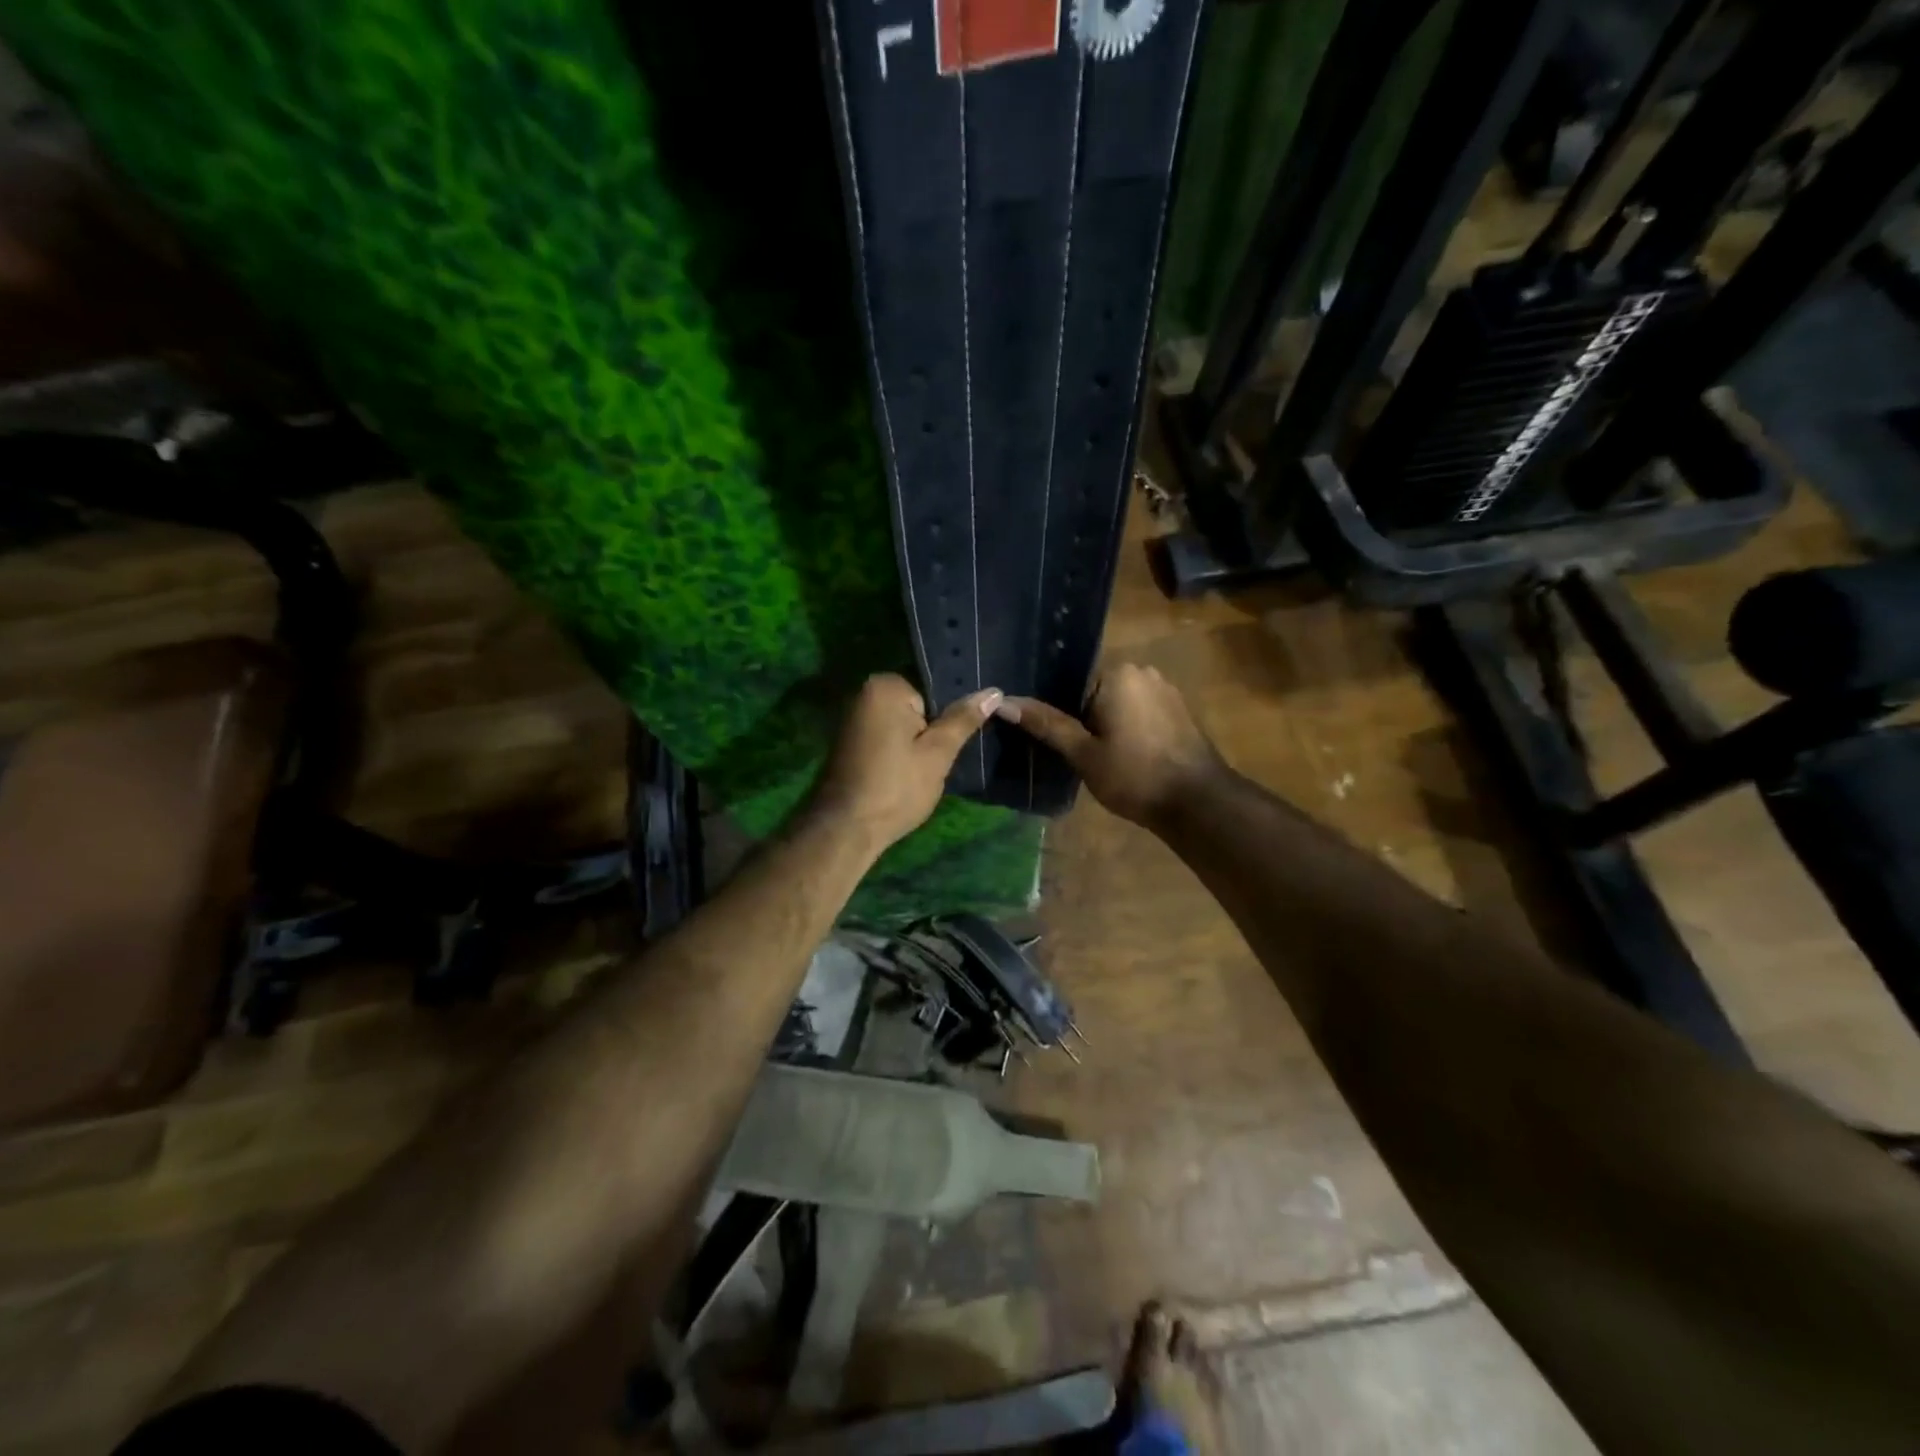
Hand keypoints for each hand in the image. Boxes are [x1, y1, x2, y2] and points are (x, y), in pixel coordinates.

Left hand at [807, 673, 1001, 852]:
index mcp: (884, 686)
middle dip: (926, 734)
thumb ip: (963, 720)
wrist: (845, 829)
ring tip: (914, 774)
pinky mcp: (846, 742)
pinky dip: (894, 754)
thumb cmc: (896, 787)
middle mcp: (862, 693)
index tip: (940, 750)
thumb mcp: (937, 754)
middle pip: (915, 709)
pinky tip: (898, 777)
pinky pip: (883, 738)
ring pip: (900, 726)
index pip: (933, 694)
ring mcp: (850, 718)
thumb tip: (993, 691)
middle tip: (930, 764)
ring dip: (911, 747)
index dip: (941, 725)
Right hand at [997, 664, 1224, 828]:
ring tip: (1091, 755)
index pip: (1071, 680)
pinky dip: (1126, 727)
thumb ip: (1045, 724)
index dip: (1056, 709)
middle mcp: (1143, 671)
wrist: (1198, 803)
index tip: (1047, 736)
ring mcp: (1165, 690)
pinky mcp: (1178, 710)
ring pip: (1118, 702)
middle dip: (1080, 715)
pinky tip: (1121, 754)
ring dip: (1104, 723)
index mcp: (1117, 673)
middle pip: (1095, 689)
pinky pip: (1139, 711)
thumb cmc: (1135, 775)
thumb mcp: (1082, 753)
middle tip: (1066, 750)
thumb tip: (1003, 702)